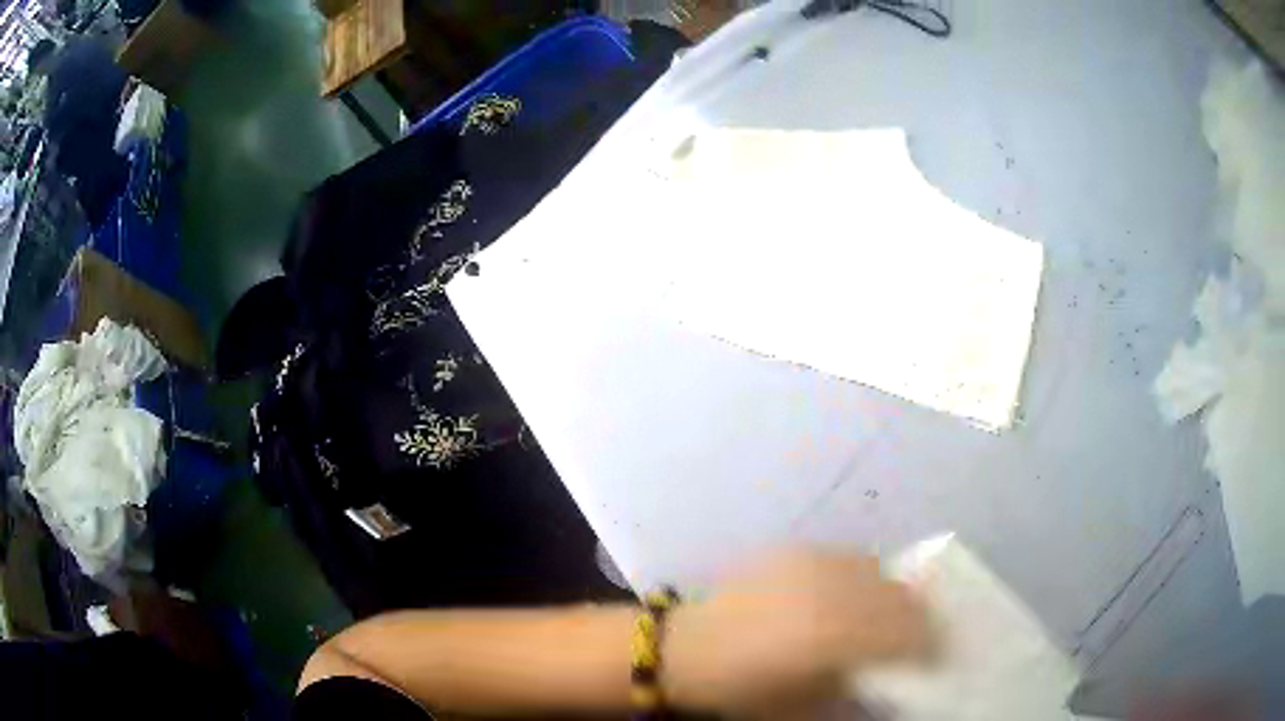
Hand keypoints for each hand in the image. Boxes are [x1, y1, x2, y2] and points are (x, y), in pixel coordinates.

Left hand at [661, 552, 928, 715]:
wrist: (685, 648)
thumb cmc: (744, 690)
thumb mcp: (807, 704)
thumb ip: (860, 685)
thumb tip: (896, 672)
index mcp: (837, 635)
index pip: (910, 633)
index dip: (930, 646)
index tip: (936, 657)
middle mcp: (832, 589)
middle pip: (902, 597)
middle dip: (918, 619)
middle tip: (918, 639)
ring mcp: (813, 562)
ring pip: (880, 573)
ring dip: (892, 597)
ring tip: (886, 619)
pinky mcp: (796, 550)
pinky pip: (849, 560)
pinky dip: (863, 579)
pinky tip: (850, 599)